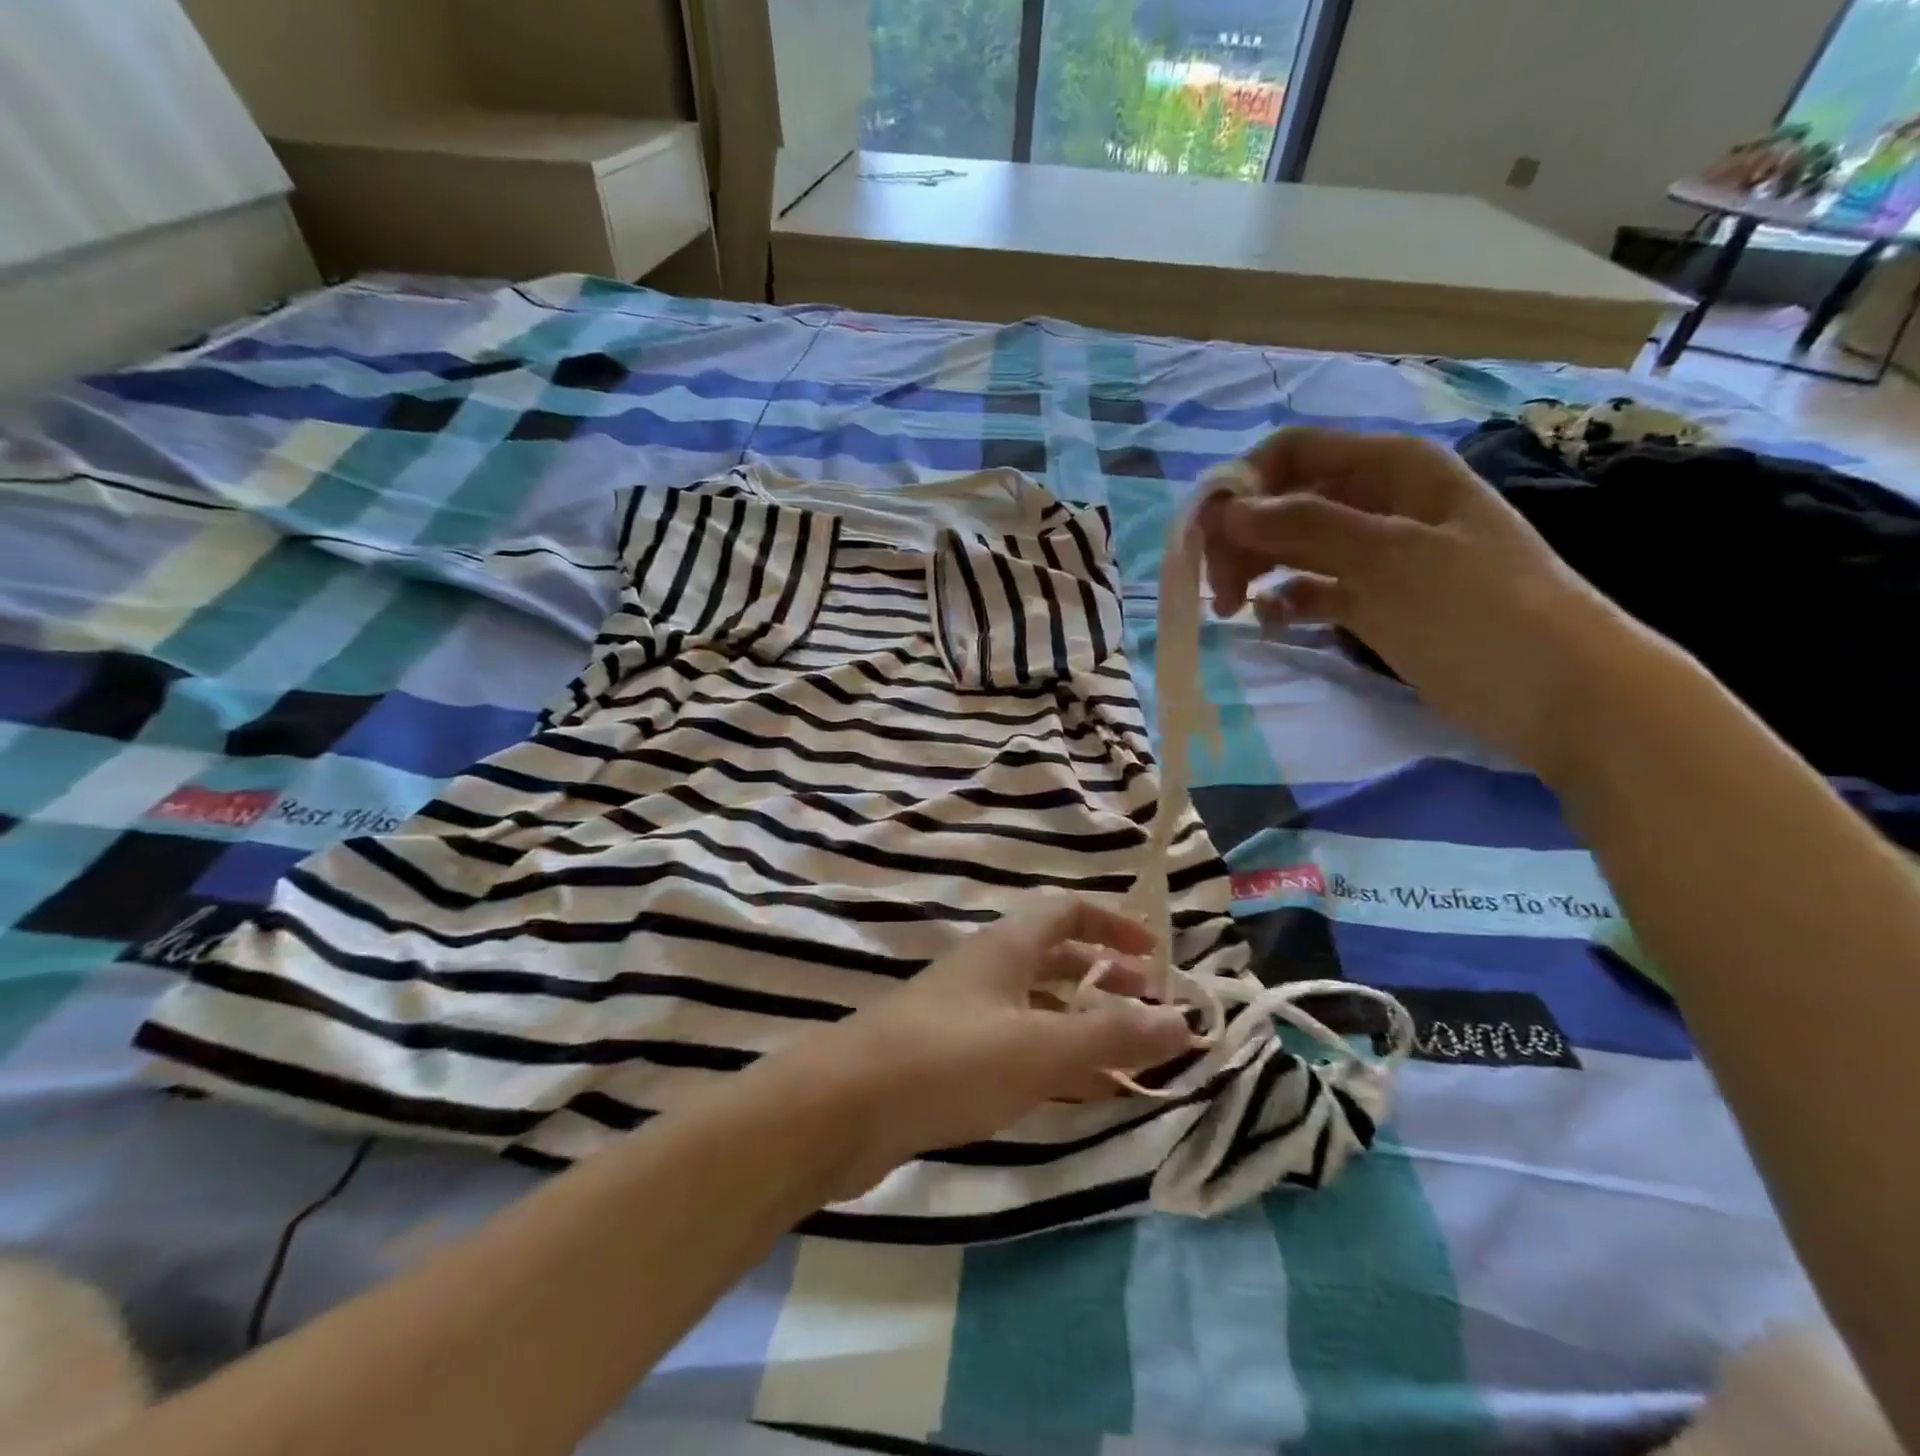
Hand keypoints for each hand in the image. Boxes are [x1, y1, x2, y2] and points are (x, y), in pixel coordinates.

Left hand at [774, 894, 1192, 1196]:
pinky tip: (1073, 1094)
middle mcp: (986, 971)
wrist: (842, 1108)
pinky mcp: (947, 1059)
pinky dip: (1052, 1061)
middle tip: (1148, 1014)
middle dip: (1104, 979)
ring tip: (1127, 1061)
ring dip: (1082, 1025)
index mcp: (1007, 947)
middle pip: (1055, 958)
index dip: (1114, 923)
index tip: (1155, 955)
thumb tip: (1182, 1020)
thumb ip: (1112, 1035)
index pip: (1067, 911)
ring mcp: (963, 1014)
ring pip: (1037, 1007)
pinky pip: (1015, 1047)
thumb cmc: (949, 1061)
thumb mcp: (1040, 1047)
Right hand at [1199, 427, 1634, 781]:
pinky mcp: (1375, 601)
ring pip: (1293, 547)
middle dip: (1244, 537)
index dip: (1244, 487)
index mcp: (1392, 469)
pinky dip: (1287, 601)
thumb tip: (1227, 511)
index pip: (1293, 454)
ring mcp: (1376, 554)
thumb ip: (1304, 527)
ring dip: (1256, 569)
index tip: (1209, 538)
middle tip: (1218, 587)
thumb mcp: (1389, 557)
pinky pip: (1313, 589)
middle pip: (1285, 502)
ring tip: (1233, 608)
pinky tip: (1273, 621)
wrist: (1557, 690)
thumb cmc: (1478, 609)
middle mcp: (1379, 502)